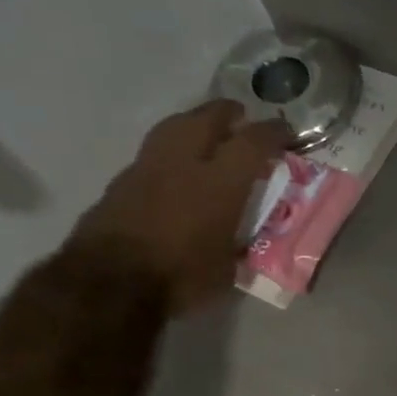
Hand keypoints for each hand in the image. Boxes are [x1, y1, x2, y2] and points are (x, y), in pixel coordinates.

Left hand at [72, 100, 289, 311]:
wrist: (110, 282)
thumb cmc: (180, 277)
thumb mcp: (228, 267)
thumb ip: (238, 243)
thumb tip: (243, 239)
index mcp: (219, 184)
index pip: (252, 144)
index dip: (272, 133)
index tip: (286, 131)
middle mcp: (183, 164)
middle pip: (205, 119)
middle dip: (226, 113)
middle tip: (240, 117)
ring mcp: (146, 168)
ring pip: (173, 128)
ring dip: (193, 123)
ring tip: (206, 130)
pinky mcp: (121, 182)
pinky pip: (153, 153)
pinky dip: (171, 151)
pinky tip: (176, 166)